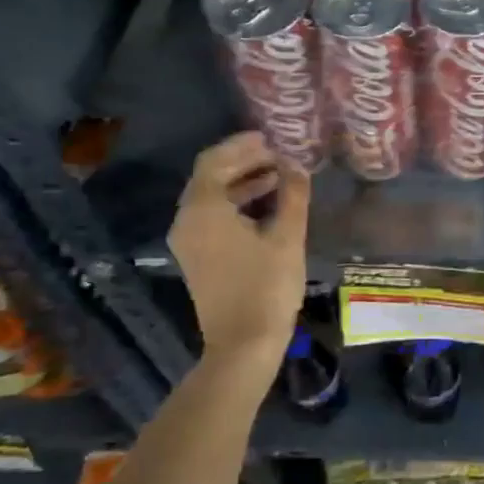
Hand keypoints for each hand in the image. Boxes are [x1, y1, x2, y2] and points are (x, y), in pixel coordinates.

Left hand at [169, 133, 310, 368]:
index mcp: (204, 209)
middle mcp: (187, 220)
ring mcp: (189, 241)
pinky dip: (236, 203)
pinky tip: (266, 205)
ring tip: (279, 175)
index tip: (271, 137)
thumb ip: (292, 194)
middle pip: (210, 176)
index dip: (242, 145)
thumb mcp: (287, 236)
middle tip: (278, 153)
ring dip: (242, 182)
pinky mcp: (197, 257)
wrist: (243, 345)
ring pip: (211, 197)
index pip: (215, 160)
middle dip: (243, 161)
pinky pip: (212, 216)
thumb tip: (296, 165)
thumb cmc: (266, 287)